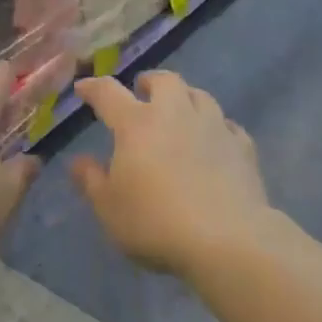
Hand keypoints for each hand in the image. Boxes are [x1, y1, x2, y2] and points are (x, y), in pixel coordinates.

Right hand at [69, 71, 268, 277]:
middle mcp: (175, 114)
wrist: (227, 240)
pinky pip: (228, 125)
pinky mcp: (243, 147)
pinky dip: (216, 127)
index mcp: (136, 124)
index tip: (84, 88)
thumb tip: (78, 161)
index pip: (109, 93)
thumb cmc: (156, 223)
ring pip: (200, 95)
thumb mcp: (109, 208)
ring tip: (179, 112)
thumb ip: (91, 181)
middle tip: (141, 92)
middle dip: (150, 82)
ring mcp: (213, 127)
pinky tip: (214, 140)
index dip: (93, 88)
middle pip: (164, 81)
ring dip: (185, 98)